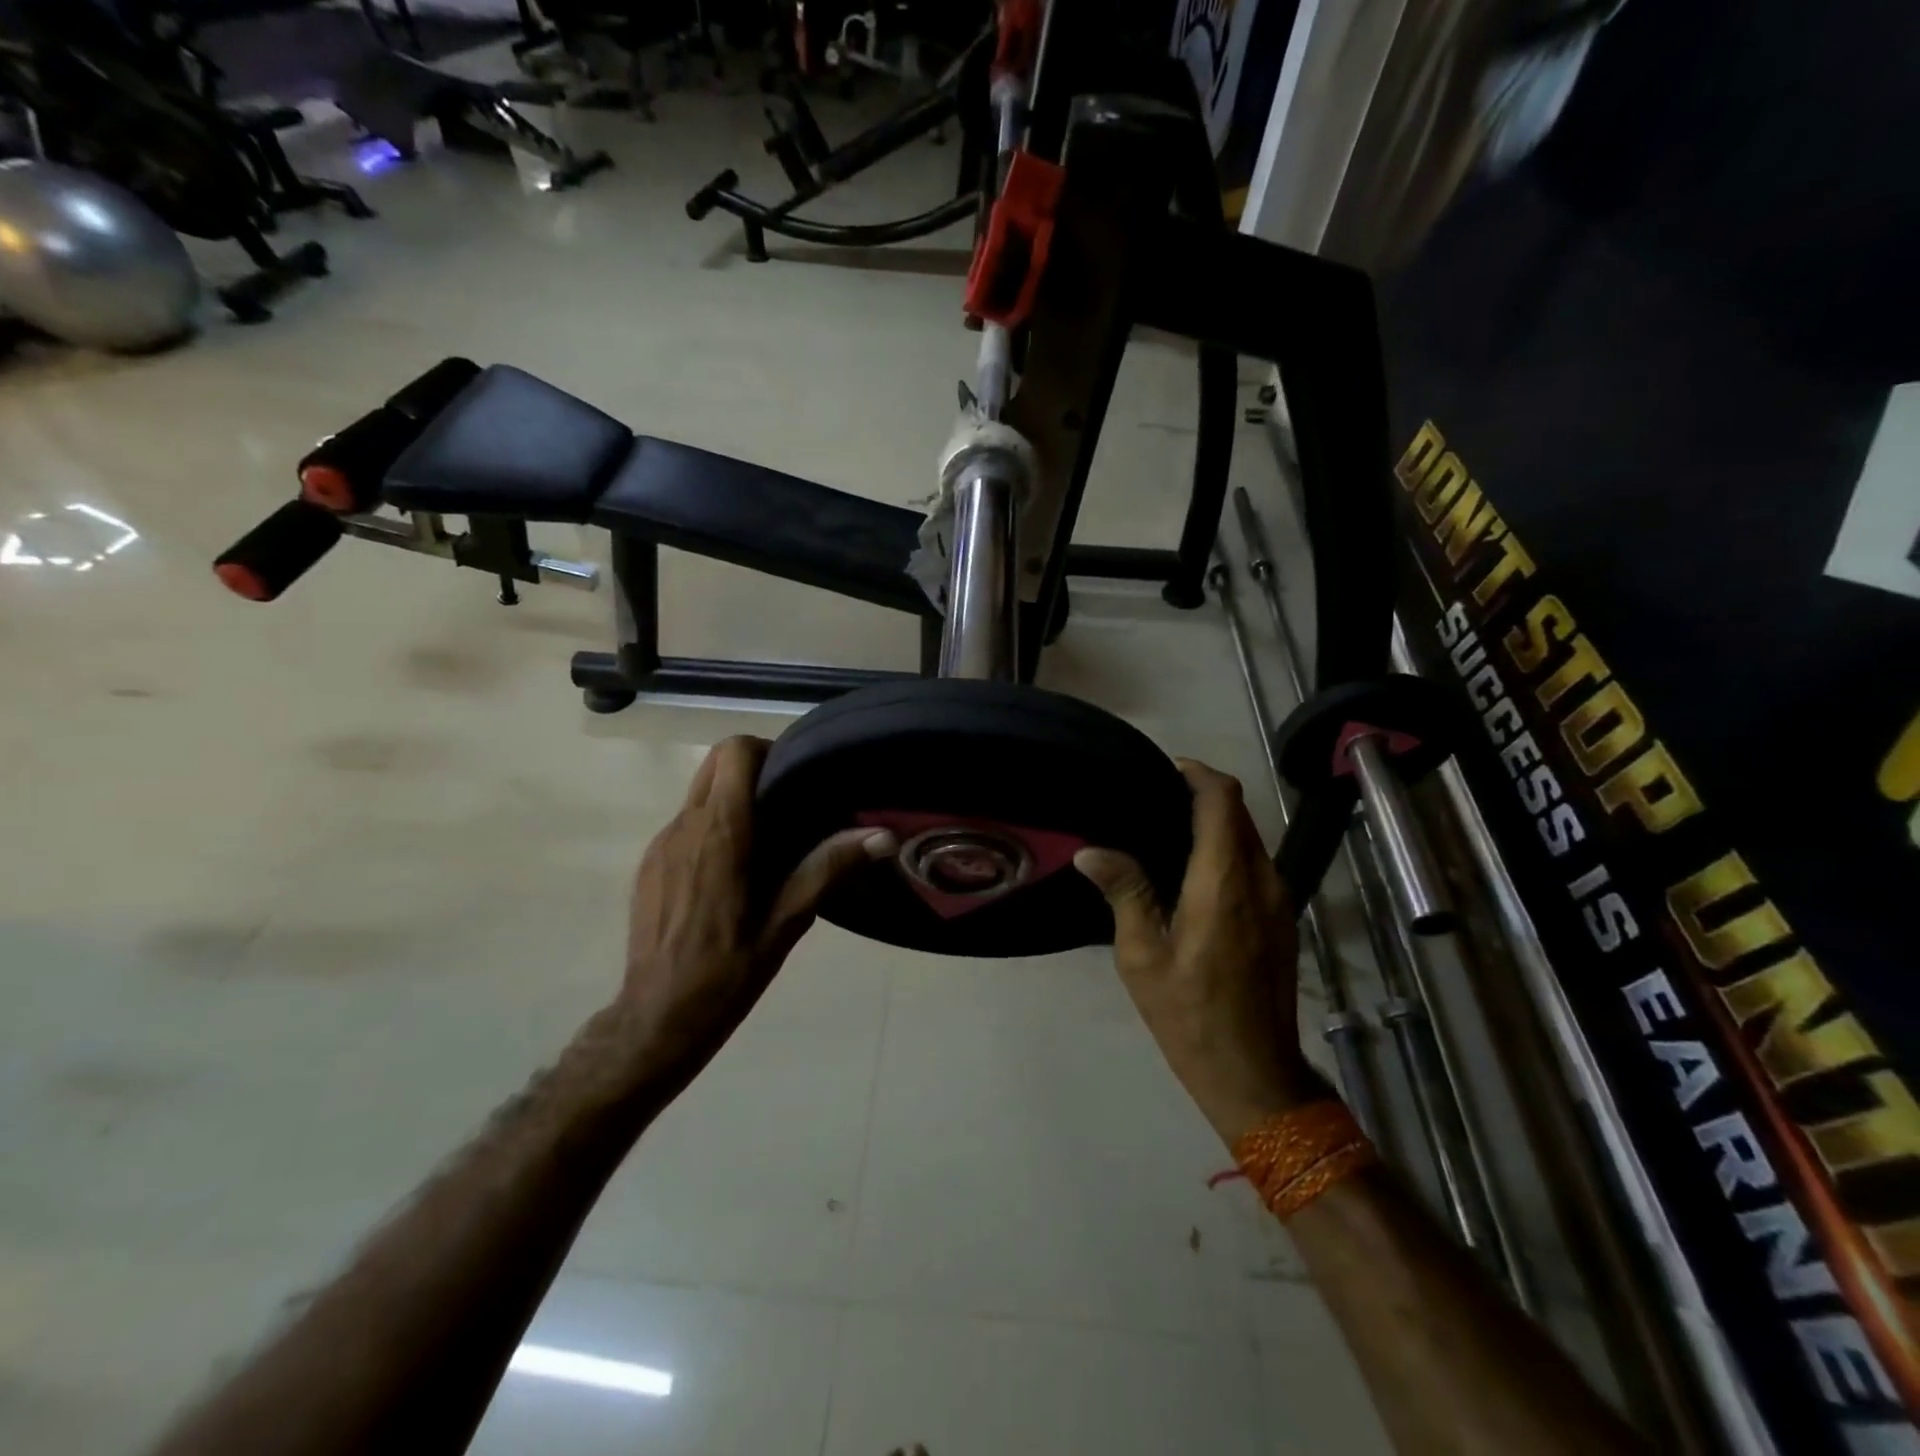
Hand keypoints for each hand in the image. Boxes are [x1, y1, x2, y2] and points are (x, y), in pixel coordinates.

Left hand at [616, 736, 895, 1087]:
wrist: (657, 1017)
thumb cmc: (728, 969)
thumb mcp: (788, 921)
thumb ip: (830, 868)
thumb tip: (883, 836)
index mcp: (721, 831)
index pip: (734, 751)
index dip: (767, 750)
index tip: (796, 777)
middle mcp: (685, 825)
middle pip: (715, 762)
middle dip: (752, 768)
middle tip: (787, 804)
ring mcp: (660, 844)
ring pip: (699, 793)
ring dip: (732, 800)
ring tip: (766, 842)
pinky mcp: (649, 864)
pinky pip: (685, 825)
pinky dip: (711, 828)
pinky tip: (731, 874)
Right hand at [1075, 759, 1322, 1146]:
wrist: (1254, 1074)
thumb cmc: (1190, 1015)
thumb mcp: (1143, 956)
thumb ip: (1125, 892)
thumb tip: (1091, 850)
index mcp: (1224, 881)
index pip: (1221, 800)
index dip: (1196, 774)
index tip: (1161, 769)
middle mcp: (1260, 879)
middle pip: (1238, 813)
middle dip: (1200, 795)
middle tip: (1151, 800)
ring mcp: (1279, 900)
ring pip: (1249, 837)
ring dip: (1215, 823)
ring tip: (1164, 831)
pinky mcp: (1282, 918)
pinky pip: (1255, 863)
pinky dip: (1227, 849)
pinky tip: (1190, 871)